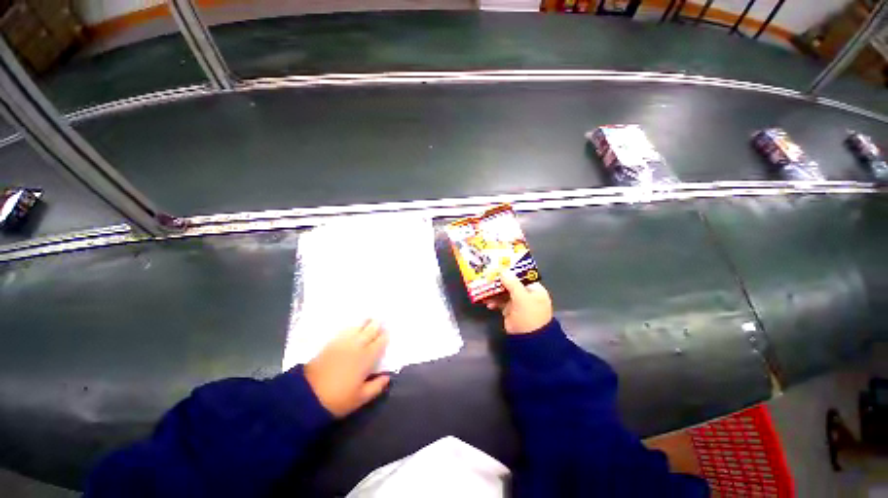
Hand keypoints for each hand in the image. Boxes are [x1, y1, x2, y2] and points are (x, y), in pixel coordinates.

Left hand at [304, 320, 389, 417]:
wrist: (307, 395)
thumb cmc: (338, 398)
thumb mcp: (361, 398)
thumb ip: (376, 386)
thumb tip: (387, 377)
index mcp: (367, 358)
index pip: (380, 342)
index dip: (385, 336)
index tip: (388, 333)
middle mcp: (357, 346)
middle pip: (370, 330)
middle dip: (377, 325)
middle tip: (381, 321)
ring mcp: (343, 342)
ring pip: (358, 327)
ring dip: (365, 322)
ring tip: (369, 319)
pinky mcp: (331, 343)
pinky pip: (345, 330)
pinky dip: (352, 327)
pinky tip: (353, 327)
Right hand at [486, 270, 552, 333]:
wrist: (528, 340)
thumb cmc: (529, 316)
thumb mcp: (522, 298)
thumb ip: (512, 283)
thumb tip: (503, 270)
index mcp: (534, 289)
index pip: (522, 275)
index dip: (511, 270)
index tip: (498, 266)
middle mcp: (526, 294)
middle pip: (511, 283)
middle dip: (499, 281)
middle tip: (487, 275)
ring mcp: (517, 302)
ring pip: (504, 292)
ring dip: (494, 291)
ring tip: (484, 289)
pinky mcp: (509, 310)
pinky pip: (500, 302)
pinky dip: (493, 301)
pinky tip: (487, 303)